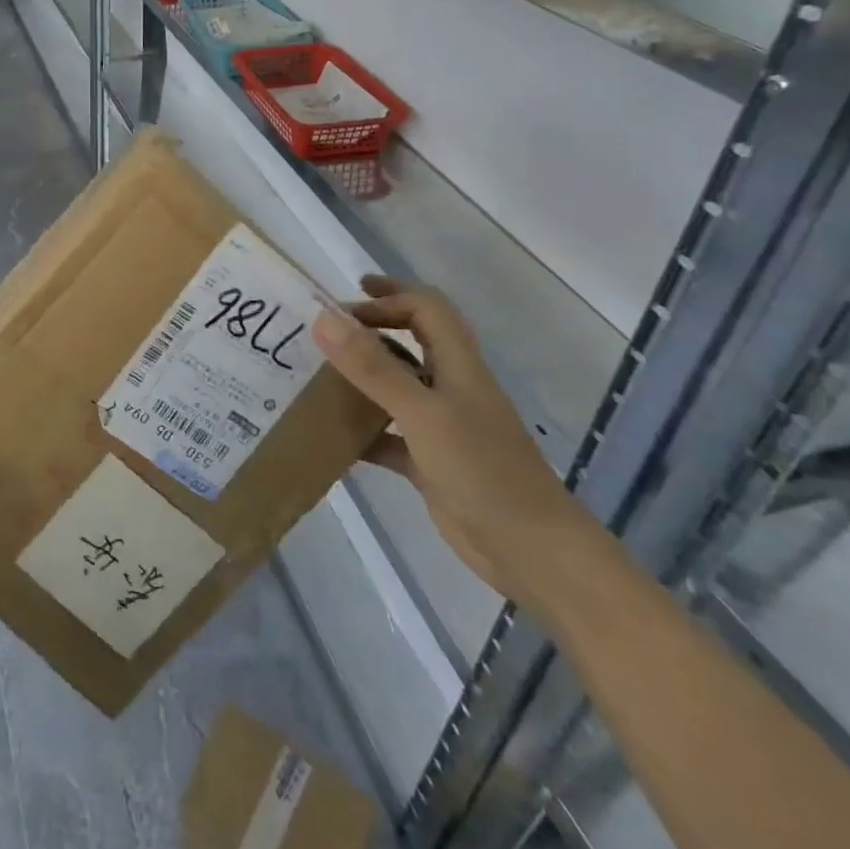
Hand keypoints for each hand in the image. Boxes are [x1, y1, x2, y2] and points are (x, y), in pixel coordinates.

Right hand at [313, 276, 593, 604]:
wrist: (533, 553)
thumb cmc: (483, 471)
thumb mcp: (422, 413)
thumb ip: (372, 367)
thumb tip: (324, 318)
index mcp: (458, 366)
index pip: (427, 309)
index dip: (391, 295)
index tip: (348, 296)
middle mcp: (451, 389)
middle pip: (412, 341)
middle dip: (373, 328)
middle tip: (325, 331)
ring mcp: (443, 427)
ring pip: (397, 387)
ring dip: (362, 378)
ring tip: (316, 375)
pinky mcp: (432, 463)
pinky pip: (390, 435)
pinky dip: (363, 430)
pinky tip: (331, 436)